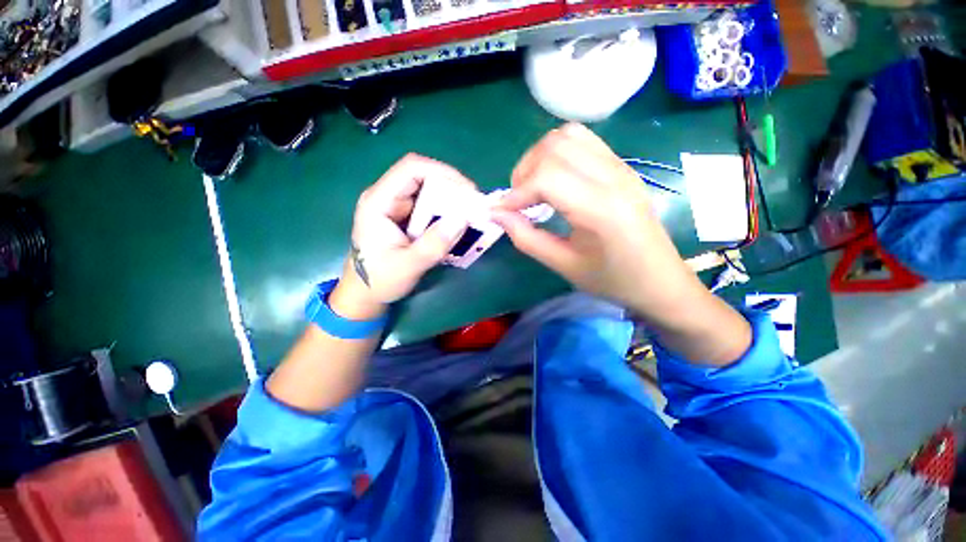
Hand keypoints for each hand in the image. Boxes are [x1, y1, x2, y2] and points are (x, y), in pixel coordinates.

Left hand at [330, 154, 473, 318]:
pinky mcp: (404, 217)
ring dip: (450, 199)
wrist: (364, 294)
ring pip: (428, 190)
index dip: (442, 172)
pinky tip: (457, 223)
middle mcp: (387, 197)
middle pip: (422, 176)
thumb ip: (433, 245)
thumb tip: (462, 219)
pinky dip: (445, 211)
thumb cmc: (379, 280)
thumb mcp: (408, 266)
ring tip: (469, 214)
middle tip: (473, 205)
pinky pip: (429, 206)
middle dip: (451, 187)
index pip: (411, 169)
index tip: (468, 190)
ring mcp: (395, 206)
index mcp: (379, 202)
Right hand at [491, 123, 703, 317]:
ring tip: (534, 187)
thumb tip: (496, 214)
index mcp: (602, 208)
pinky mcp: (621, 166)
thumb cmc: (612, 280)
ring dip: (539, 157)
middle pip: (554, 147)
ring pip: (567, 136)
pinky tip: (554, 180)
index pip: (547, 177)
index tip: (502, 212)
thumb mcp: (564, 265)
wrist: (660, 280)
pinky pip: (583, 141)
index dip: (516, 193)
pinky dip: (558, 153)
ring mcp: (620, 166)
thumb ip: (526, 238)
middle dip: (524, 171)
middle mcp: (613, 177)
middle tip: (518, 201)